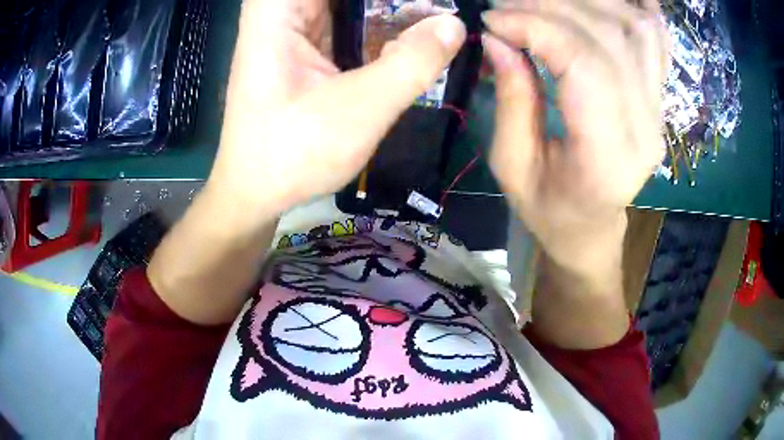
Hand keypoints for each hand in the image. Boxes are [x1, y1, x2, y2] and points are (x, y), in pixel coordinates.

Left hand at [207, 0, 465, 229]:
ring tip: (436, 18)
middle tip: (442, 12)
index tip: (430, 6)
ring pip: (352, 2)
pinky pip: (349, 18)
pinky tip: (414, 33)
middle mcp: (281, 9)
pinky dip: (381, 22)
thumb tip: (455, 25)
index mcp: (278, 9)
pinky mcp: (306, 44)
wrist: (255, 191)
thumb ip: (412, 63)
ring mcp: (293, 25)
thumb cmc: (292, 154)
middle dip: (396, 3)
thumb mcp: (360, 109)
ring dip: (393, 8)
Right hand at [482, 0, 668, 276]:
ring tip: (544, 1)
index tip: (493, 21)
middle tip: (508, 3)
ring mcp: (658, 109)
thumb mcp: (513, 167)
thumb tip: (498, 39)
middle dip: (552, 6)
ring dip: (587, 1)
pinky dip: (638, 8)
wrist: (592, 227)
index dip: (536, 28)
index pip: (584, 64)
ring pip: (634, 28)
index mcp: (607, 156)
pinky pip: (657, 40)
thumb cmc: (550, 210)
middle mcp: (645, 126)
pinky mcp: (658, 98)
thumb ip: (512, 99)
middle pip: (609, 36)